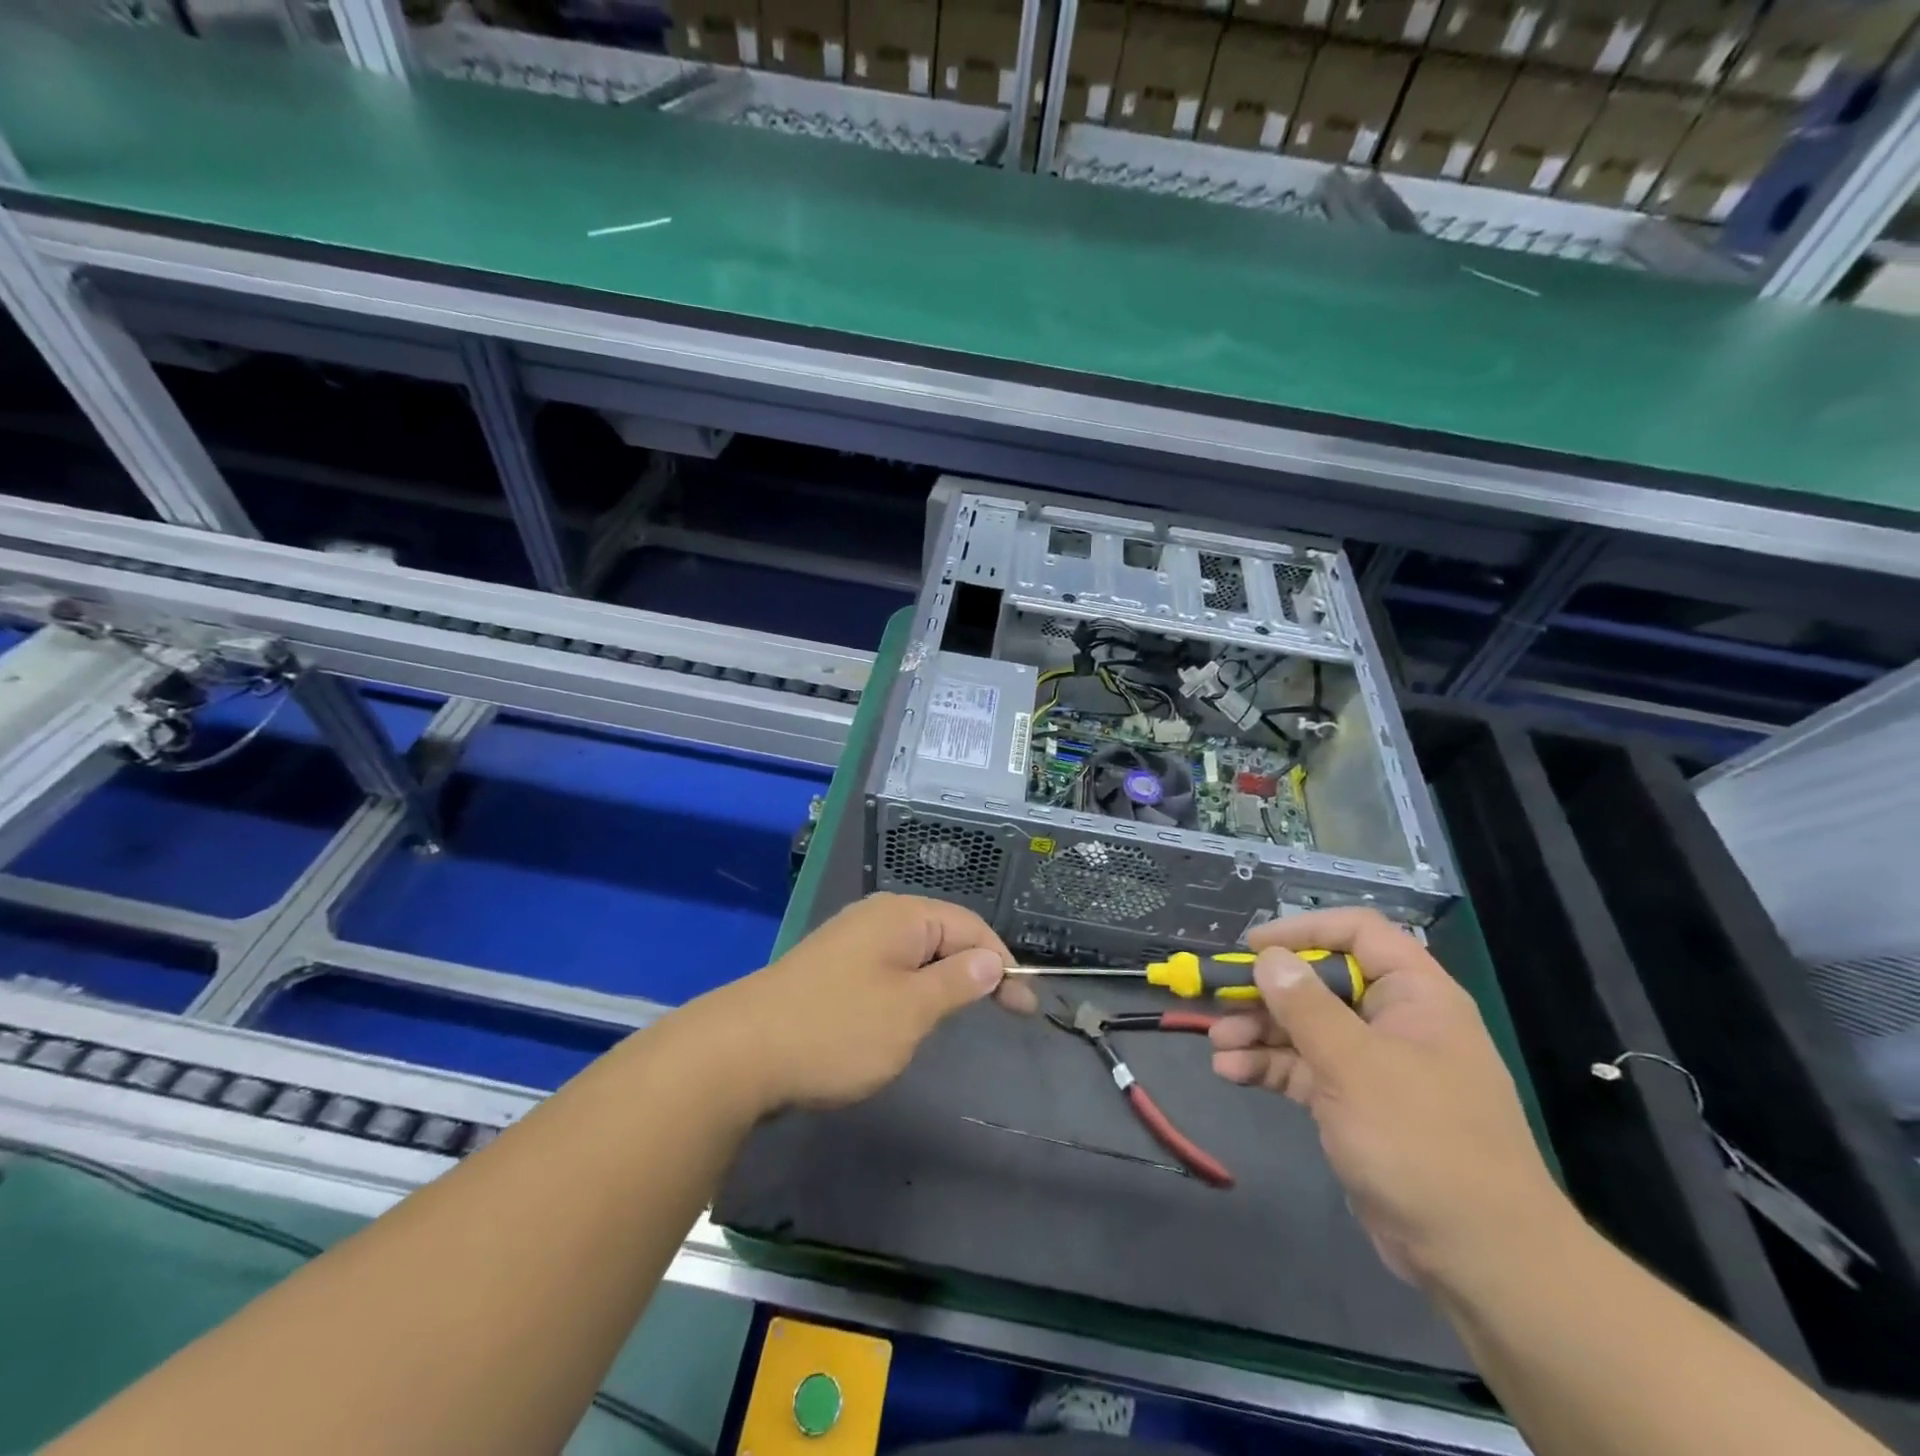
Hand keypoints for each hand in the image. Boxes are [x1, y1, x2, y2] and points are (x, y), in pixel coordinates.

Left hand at [684, 893, 1025, 1115]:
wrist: (740, 1052)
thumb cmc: (838, 1029)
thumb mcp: (911, 1010)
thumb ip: (956, 982)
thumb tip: (990, 959)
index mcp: (902, 916)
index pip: (971, 927)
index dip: (1002, 963)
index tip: (1024, 1008)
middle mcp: (876, 917)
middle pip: (943, 935)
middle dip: (974, 970)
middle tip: (1000, 1012)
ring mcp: (848, 940)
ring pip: (913, 954)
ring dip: (941, 981)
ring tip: (956, 1016)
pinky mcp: (829, 968)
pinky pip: (886, 969)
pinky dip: (909, 989)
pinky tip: (904, 1016)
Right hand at [1209, 907, 1570, 1288]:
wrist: (1478, 1258)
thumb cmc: (1422, 1141)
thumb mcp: (1354, 1065)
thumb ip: (1305, 1005)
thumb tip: (1268, 958)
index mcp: (1415, 996)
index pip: (1359, 933)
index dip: (1304, 931)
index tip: (1253, 948)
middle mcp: (1394, 1021)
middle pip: (1321, 983)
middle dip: (1267, 992)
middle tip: (1218, 1000)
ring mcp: (1375, 1065)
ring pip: (1306, 1028)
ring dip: (1259, 1032)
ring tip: (1217, 1044)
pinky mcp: (1356, 1104)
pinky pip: (1305, 1069)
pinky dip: (1269, 1067)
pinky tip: (1231, 1072)